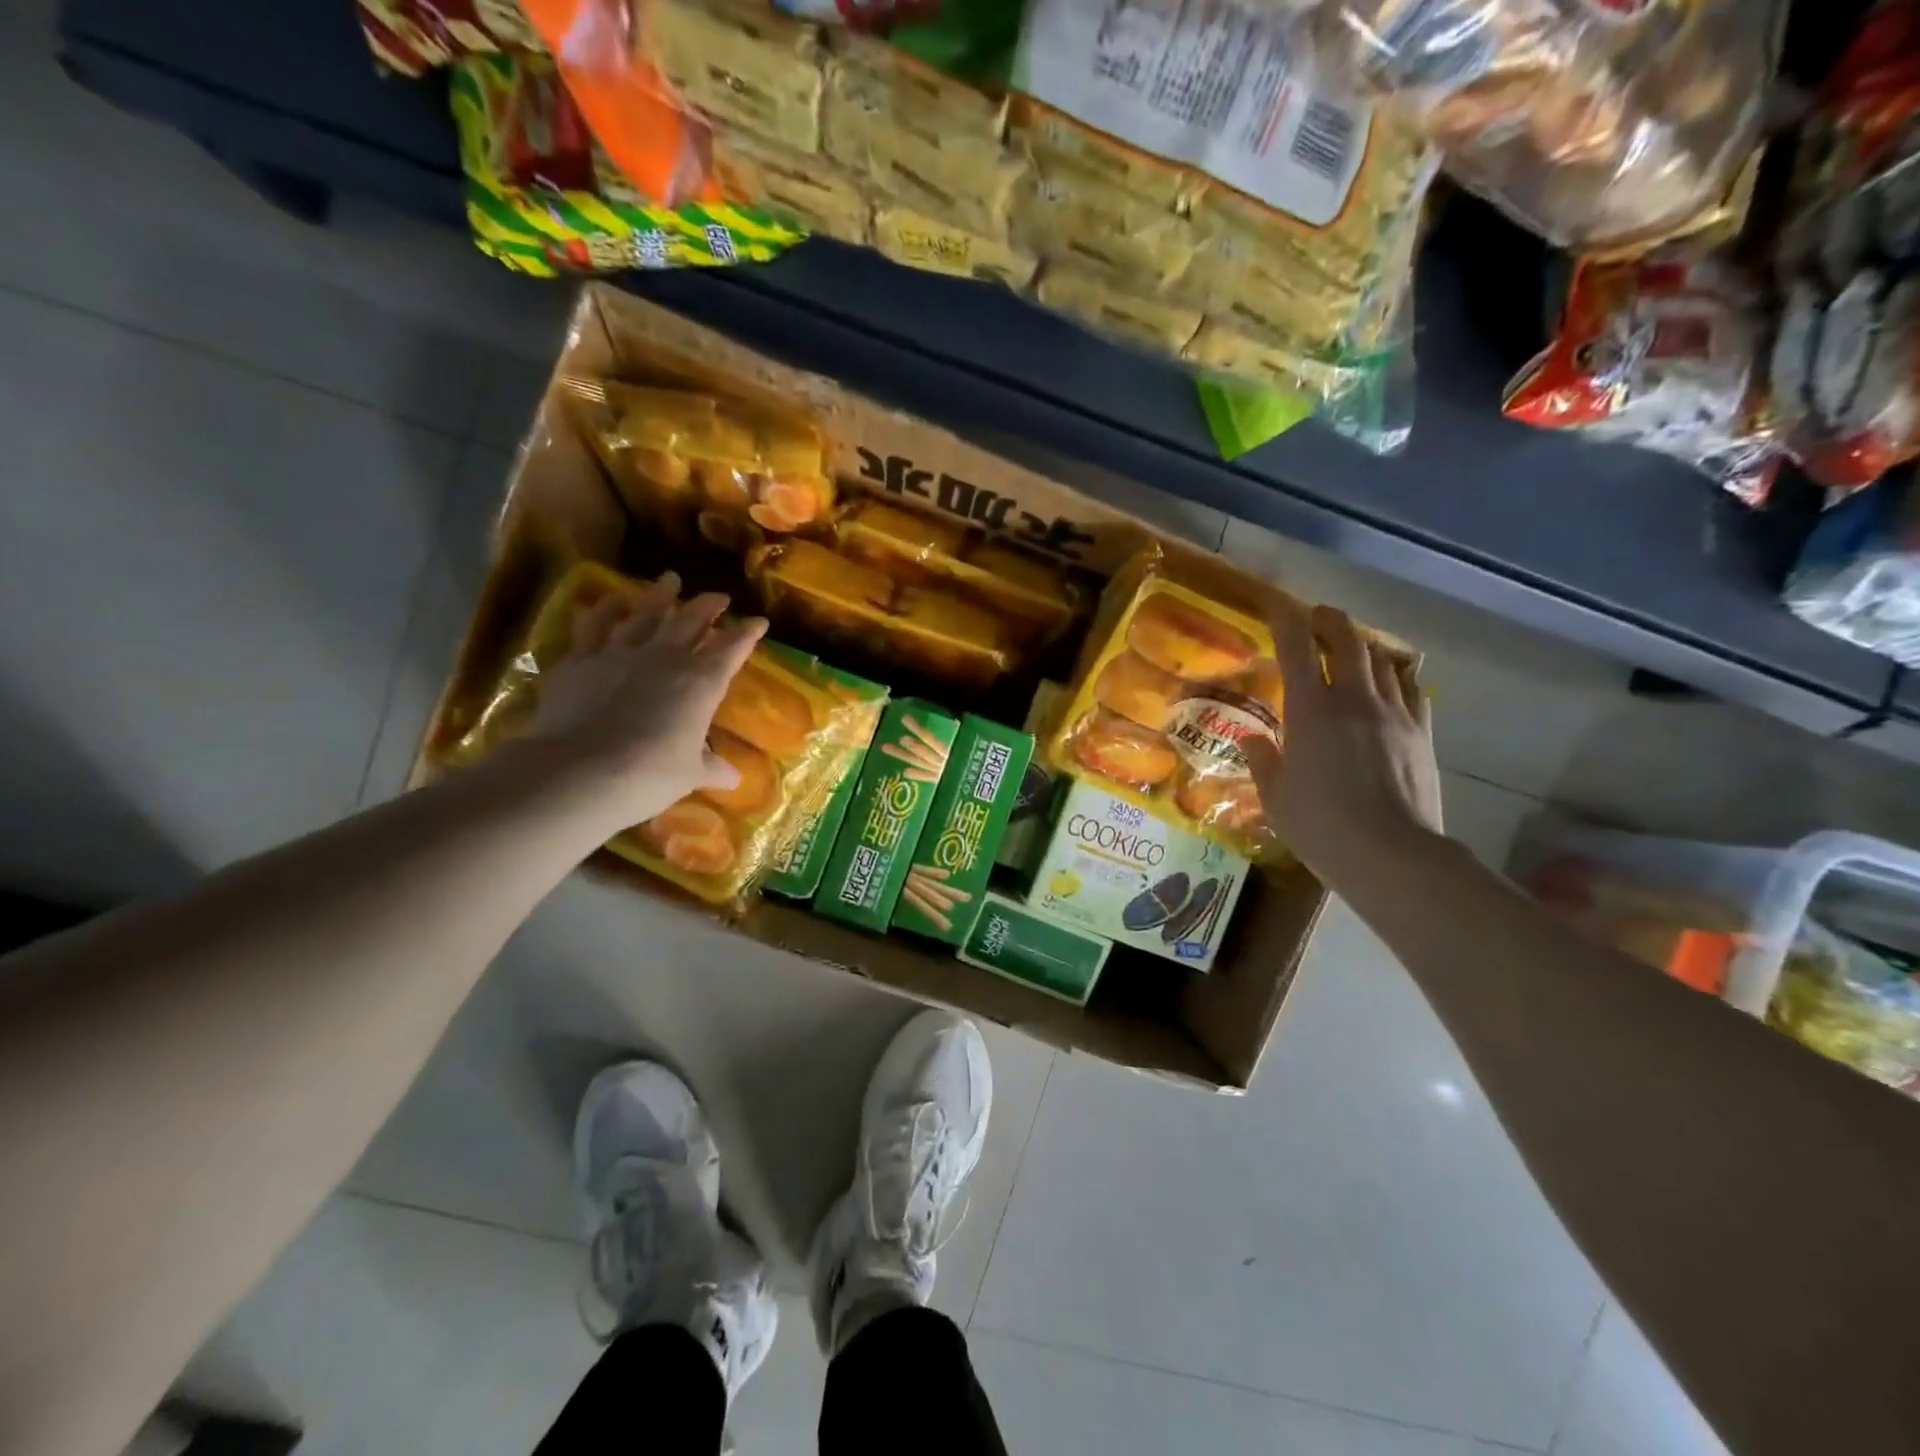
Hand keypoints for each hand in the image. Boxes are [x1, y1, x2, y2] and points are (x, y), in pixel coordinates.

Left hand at [518, 573, 766, 829]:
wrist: (583, 770)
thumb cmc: (651, 774)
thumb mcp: (690, 775)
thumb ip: (711, 768)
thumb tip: (733, 779)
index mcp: (702, 682)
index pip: (732, 649)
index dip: (747, 634)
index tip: (758, 622)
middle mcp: (666, 657)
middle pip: (692, 620)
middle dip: (708, 606)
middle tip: (719, 597)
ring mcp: (621, 653)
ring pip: (646, 613)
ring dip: (660, 595)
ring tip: (669, 579)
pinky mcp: (581, 659)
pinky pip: (595, 625)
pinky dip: (605, 609)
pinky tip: (612, 599)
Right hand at [1245, 604, 1442, 887]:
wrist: (1393, 856)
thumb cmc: (1321, 827)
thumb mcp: (1276, 798)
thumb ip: (1263, 760)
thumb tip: (1253, 738)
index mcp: (1310, 712)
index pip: (1295, 650)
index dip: (1285, 621)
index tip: (1276, 605)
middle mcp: (1354, 701)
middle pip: (1347, 642)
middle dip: (1330, 622)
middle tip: (1318, 617)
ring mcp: (1394, 714)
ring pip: (1381, 661)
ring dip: (1363, 646)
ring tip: (1352, 647)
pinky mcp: (1421, 733)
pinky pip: (1410, 689)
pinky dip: (1395, 677)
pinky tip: (1390, 685)